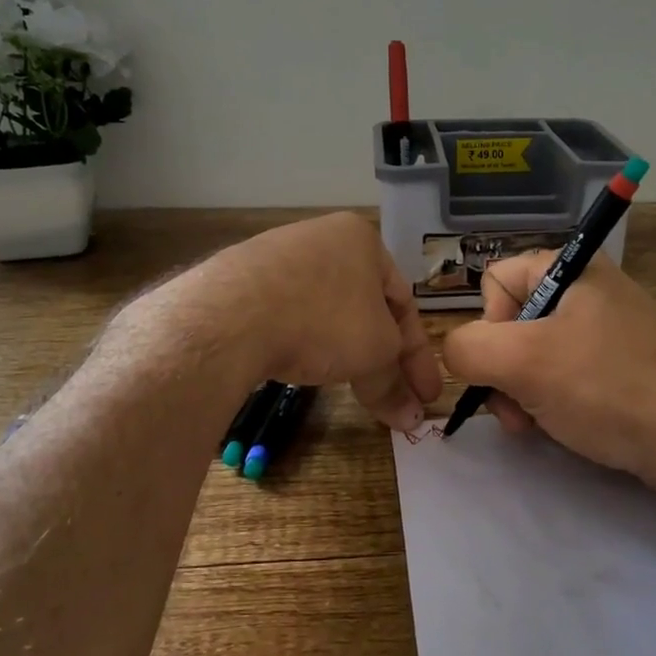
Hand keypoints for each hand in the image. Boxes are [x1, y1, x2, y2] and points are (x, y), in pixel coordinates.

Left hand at [182, 212, 441, 430]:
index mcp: (362, 239)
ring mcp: (277, 255)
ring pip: (326, 310)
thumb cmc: (323, 320)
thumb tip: (412, 418)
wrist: (230, 315)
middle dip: (381, 355)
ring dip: (343, 349)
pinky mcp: (242, 279)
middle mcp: (321, 237)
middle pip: (364, 306)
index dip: (418, 355)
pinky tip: (299, 363)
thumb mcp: (374, 353)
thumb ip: (394, 383)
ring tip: (346, 383)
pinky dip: (303, 341)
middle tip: (391, 395)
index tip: (425, 395)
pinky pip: (287, 312)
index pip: (404, 302)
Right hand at [441, 251, 655, 495]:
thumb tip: (458, 353)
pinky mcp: (626, 366)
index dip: (488, 325)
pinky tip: (564, 428)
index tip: (506, 363)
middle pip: (514, 322)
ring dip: (524, 392)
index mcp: (571, 268)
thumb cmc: (606, 387)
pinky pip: (570, 375)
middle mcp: (592, 289)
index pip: (495, 280)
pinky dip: (555, 401)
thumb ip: (468, 349)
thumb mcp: (522, 363)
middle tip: (514, 410)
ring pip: (539, 354)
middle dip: (504, 370)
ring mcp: (612, 329)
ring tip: (536, 426)